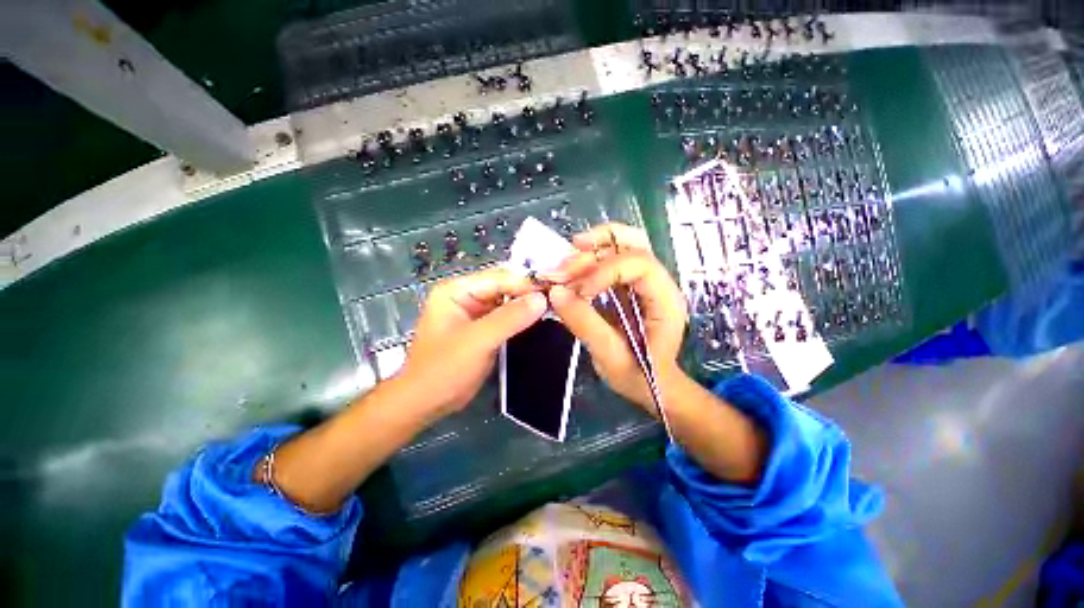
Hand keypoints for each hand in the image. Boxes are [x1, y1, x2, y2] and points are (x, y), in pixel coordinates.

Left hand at [400, 267, 547, 417]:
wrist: (426, 402)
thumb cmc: (444, 369)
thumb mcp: (477, 341)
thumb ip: (510, 318)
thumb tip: (542, 299)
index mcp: (456, 290)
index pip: (498, 278)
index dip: (525, 283)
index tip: (553, 290)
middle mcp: (466, 296)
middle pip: (504, 287)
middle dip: (528, 293)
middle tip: (557, 298)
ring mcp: (476, 313)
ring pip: (508, 302)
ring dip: (527, 306)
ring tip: (554, 307)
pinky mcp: (484, 329)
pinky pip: (507, 317)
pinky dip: (522, 319)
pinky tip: (540, 319)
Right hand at [544, 224, 688, 410]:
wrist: (651, 385)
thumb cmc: (638, 376)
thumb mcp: (610, 356)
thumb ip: (585, 324)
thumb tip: (555, 292)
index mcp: (665, 300)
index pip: (639, 265)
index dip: (605, 271)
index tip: (577, 291)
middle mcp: (659, 282)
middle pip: (633, 244)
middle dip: (595, 250)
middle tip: (563, 266)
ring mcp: (644, 281)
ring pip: (624, 244)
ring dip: (592, 246)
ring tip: (566, 257)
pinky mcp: (630, 284)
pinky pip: (612, 258)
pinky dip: (590, 256)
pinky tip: (573, 265)